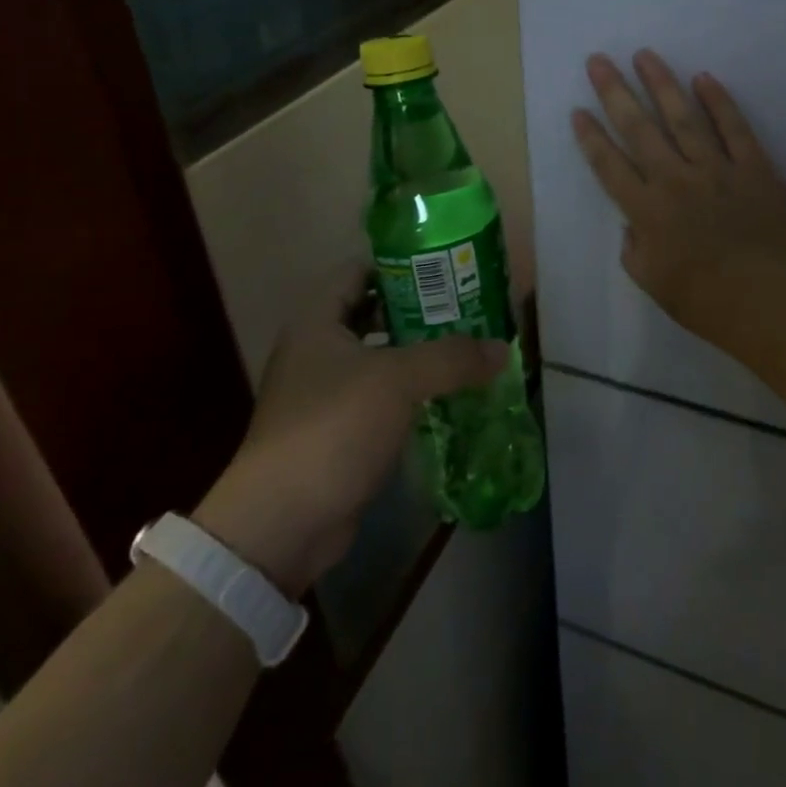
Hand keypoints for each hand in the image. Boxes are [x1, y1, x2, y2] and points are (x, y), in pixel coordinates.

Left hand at [194, 263, 505, 596]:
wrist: (283, 522)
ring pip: (380, 358)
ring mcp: (324, 393)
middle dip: (420, 310)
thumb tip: (502, 349)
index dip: (400, 264)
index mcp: (317, 321)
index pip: (358, 271)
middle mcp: (317, 350)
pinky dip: (412, 394)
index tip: (446, 267)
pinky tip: (449, 395)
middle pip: (373, 314)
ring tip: (468, 348)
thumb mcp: (397, 380)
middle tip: (468, 308)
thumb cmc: (333, 428)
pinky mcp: (337, 432)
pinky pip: (381, 398)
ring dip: (419, 355)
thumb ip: (452, 357)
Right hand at [572, 50, 785, 333]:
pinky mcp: (753, 167)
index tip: (578, 110)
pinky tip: (704, 78)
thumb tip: (634, 226)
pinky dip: (719, 102)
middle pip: (639, 128)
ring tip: (644, 55)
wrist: (767, 298)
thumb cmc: (705, 300)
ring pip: (683, 117)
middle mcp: (675, 179)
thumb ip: (635, 250)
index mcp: (646, 210)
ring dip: (661, 84)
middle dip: (615, 92)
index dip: (591, 137)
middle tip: (598, 60)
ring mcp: (716, 168)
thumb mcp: (653, 283)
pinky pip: (734, 127)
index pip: (609, 165)